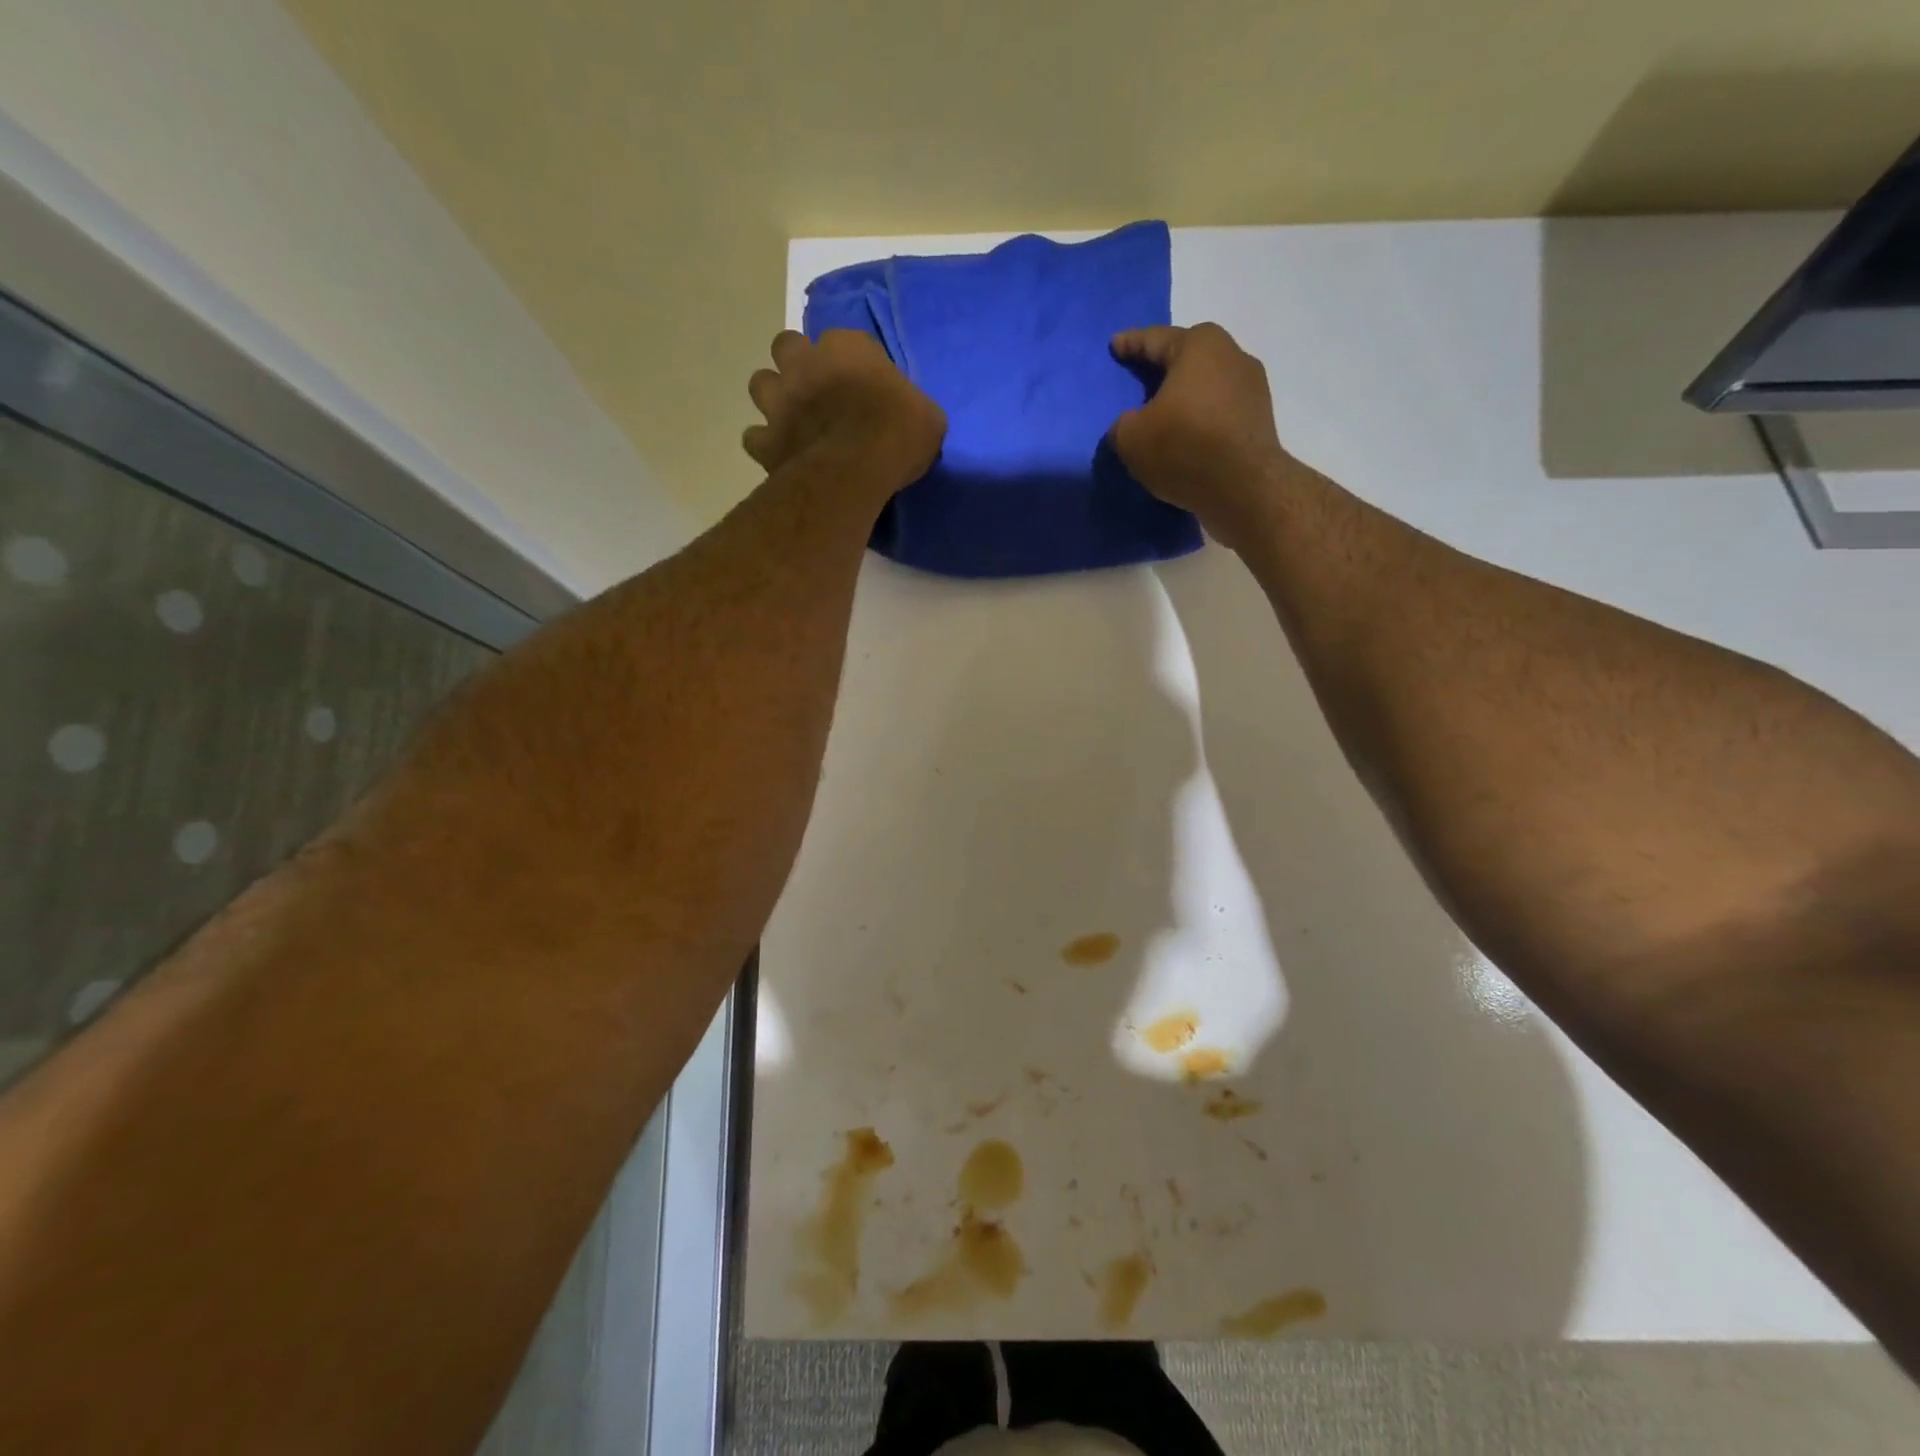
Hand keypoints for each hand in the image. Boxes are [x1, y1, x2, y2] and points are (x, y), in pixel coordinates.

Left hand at [744, 330, 945, 494]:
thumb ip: (911, 406)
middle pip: (787, 346)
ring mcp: (779, 400)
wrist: (856, 469)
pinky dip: (765, 443)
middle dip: (797, 363)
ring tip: (792, 418)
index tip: (862, 384)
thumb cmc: (899, 434)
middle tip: (816, 390)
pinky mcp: (766, 439)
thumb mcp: (927, 416)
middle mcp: (805, 363)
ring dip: (774, 397)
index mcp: (847, 347)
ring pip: (760, 383)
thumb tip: (910, 415)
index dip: (850, 361)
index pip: (844, 340)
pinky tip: (780, 454)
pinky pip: (754, 436)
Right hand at [1111, 323, 1293, 547]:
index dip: (1130, 344)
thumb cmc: (1183, 447)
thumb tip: (1132, 425)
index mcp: (1199, 345)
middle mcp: (1232, 355)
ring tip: (1162, 416)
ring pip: (1206, 387)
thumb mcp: (1131, 438)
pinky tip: (1186, 439)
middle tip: (1140, 379)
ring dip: (1184, 399)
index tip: (1115, 345)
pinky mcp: (1259, 421)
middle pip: (1186, 359)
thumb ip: (1123, 424)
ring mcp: (1252, 388)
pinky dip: (1200, 422)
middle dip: (1162, 369)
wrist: (1244, 488)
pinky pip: (1219, 414)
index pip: (1154, 339)